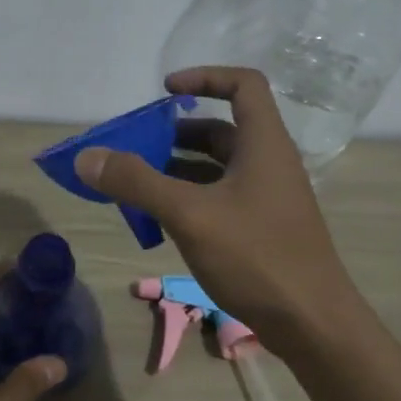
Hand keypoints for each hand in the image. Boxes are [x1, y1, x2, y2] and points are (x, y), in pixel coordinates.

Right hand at [73, 66, 363, 357]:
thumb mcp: (190, 215)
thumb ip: (137, 183)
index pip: (244, 85)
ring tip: (136, 184)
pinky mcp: (263, 230)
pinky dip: (190, 199)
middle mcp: (270, 164)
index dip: (205, 77)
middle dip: (177, 133)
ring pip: (218, 169)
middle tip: (136, 146)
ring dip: (178, 169)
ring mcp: (268, 199)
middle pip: (223, 130)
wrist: (313, 324)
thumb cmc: (257, 257)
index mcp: (264, 145)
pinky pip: (221, 199)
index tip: (165, 91)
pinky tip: (161, 221)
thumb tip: (87, 157)